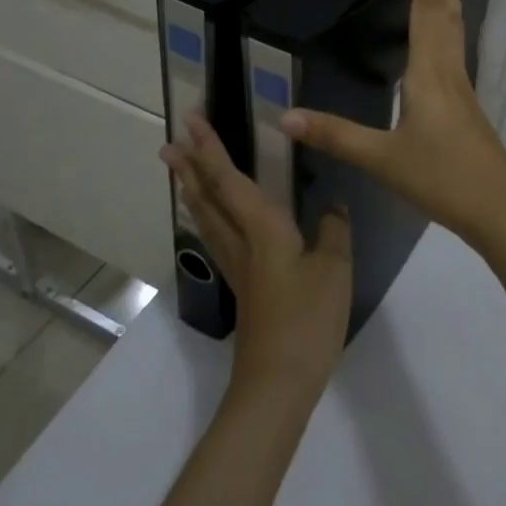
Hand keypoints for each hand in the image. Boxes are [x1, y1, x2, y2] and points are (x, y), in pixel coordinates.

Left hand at [161, 114, 352, 400]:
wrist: (277, 383)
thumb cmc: (307, 320)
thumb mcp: (334, 269)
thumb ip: (334, 230)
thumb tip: (333, 205)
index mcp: (262, 229)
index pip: (229, 180)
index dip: (210, 149)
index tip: (191, 121)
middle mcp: (241, 242)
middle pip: (208, 197)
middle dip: (190, 167)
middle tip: (170, 142)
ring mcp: (238, 267)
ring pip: (208, 218)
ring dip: (193, 190)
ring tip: (182, 171)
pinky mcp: (243, 286)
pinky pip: (218, 237)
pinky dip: (208, 216)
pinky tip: (215, 220)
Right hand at [282, 0, 505, 246]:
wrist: (500, 209)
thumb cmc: (443, 178)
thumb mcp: (382, 159)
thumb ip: (335, 136)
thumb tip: (285, 116)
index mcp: (428, 72)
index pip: (423, 5)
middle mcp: (448, 71)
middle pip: (444, 11)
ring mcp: (462, 89)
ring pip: (455, 30)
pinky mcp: (466, 107)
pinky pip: (455, 52)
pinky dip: (448, 28)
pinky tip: (443, 44)